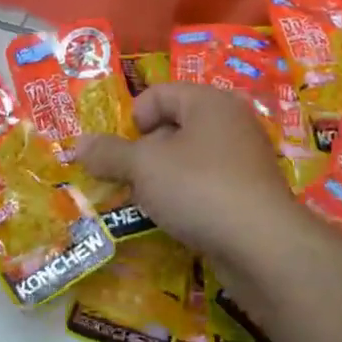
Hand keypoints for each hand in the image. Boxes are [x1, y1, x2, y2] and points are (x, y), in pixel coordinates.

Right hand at [75, 83, 300, 263]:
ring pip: (188, 160)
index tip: (122, 151)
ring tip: (148, 202)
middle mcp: (231, 123)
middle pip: (172, 126)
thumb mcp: (143, 166)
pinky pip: (206, 186)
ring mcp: (244, 161)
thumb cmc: (198, 188)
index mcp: (209, 102)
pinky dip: (186, 198)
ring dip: (161, 179)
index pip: (159, 93)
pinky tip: (176, 220)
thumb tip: (78, 144)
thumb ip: (108, 153)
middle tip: (128, 179)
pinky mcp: (249, 195)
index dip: (133, 119)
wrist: (263, 247)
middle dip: (143, 153)